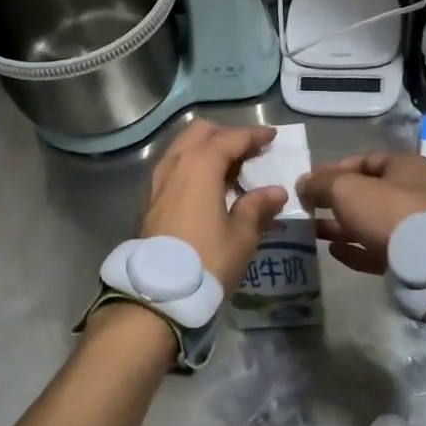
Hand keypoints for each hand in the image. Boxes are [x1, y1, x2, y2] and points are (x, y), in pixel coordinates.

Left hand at [141, 120, 287, 285]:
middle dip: (225, 135)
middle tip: (248, 151)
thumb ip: (257, 207)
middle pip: (199, 133)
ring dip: (205, 149)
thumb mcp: (241, 236)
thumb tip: (275, 191)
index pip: (229, 138)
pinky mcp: (149, 199)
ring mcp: (157, 181)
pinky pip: (173, 167)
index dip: (252, 135)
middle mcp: (175, 164)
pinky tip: (206, 186)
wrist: (158, 293)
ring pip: (182, 148)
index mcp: (200, 166)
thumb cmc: (206, 260)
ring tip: (229, 168)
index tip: (272, 136)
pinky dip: (191, 165)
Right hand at [296, 151, 425, 273]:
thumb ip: (320, 183)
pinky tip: (333, 251)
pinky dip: (354, 249)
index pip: (364, 161)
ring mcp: (413, 228)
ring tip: (312, 230)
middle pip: (366, 193)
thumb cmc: (387, 211)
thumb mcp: (346, 189)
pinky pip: (376, 249)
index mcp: (404, 167)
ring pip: (369, 222)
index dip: (334, 169)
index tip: (309, 182)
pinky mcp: (411, 257)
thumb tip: (302, 183)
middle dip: (335, 200)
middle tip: (308, 207)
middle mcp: (412, 193)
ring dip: (341, 226)